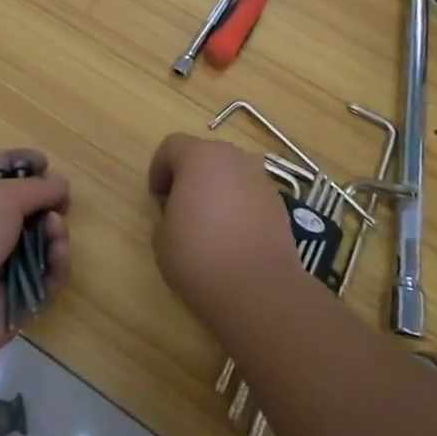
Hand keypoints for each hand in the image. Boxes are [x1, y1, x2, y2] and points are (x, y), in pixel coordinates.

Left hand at [0, 150, 70, 366]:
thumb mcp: (3, 194)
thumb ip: (38, 187)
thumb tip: (61, 184)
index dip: (18, 163)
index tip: (45, 163)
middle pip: (21, 211)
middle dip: (45, 206)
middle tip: (61, 205)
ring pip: (37, 246)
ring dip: (54, 235)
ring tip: (56, 230)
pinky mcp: (12, 299)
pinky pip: (43, 280)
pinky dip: (54, 266)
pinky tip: (58, 254)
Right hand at [147, 134, 300, 327]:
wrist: (259, 289)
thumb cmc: (199, 256)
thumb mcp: (161, 236)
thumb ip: (166, 212)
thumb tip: (181, 212)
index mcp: (198, 157)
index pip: (171, 146)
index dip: (159, 169)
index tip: (157, 197)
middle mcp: (232, 158)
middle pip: (205, 155)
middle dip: (190, 174)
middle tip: (181, 206)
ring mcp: (260, 179)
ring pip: (230, 173)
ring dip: (217, 188)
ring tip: (210, 222)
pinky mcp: (279, 204)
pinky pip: (250, 194)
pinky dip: (239, 205)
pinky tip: (234, 236)